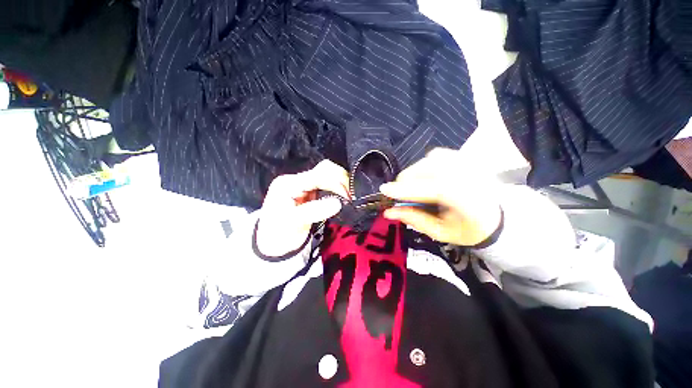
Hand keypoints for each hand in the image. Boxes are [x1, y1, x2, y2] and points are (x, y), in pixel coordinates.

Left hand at [256, 160, 349, 256]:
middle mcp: (297, 180)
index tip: (348, 197)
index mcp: (288, 184)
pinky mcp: (311, 192)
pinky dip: (338, 189)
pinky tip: (344, 197)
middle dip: (341, 180)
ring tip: (350, 197)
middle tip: (351, 196)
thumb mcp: (292, 223)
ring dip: (341, 184)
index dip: (335, 184)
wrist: (273, 245)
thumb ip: (314, 211)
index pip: (317, 176)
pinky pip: (329, 185)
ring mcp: (304, 185)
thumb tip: (338, 203)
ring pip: (328, 175)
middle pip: (324, 170)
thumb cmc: (278, 234)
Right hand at [380, 148, 501, 245]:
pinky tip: (426, 177)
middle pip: (428, 170)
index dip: (406, 189)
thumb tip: (388, 211)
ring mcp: (468, 163)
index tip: (384, 190)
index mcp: (469, 200)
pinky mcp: (464, 157)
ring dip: (413, 173)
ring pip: (428, 160)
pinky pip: (435, 155)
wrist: (495, 216)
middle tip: (399, 194)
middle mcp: (470, 176)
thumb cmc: (467, 229)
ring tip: (413, 188)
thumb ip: (414, 219)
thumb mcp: (440, 232)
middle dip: (406, 181)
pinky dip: (424, 165)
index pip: (434, 189)